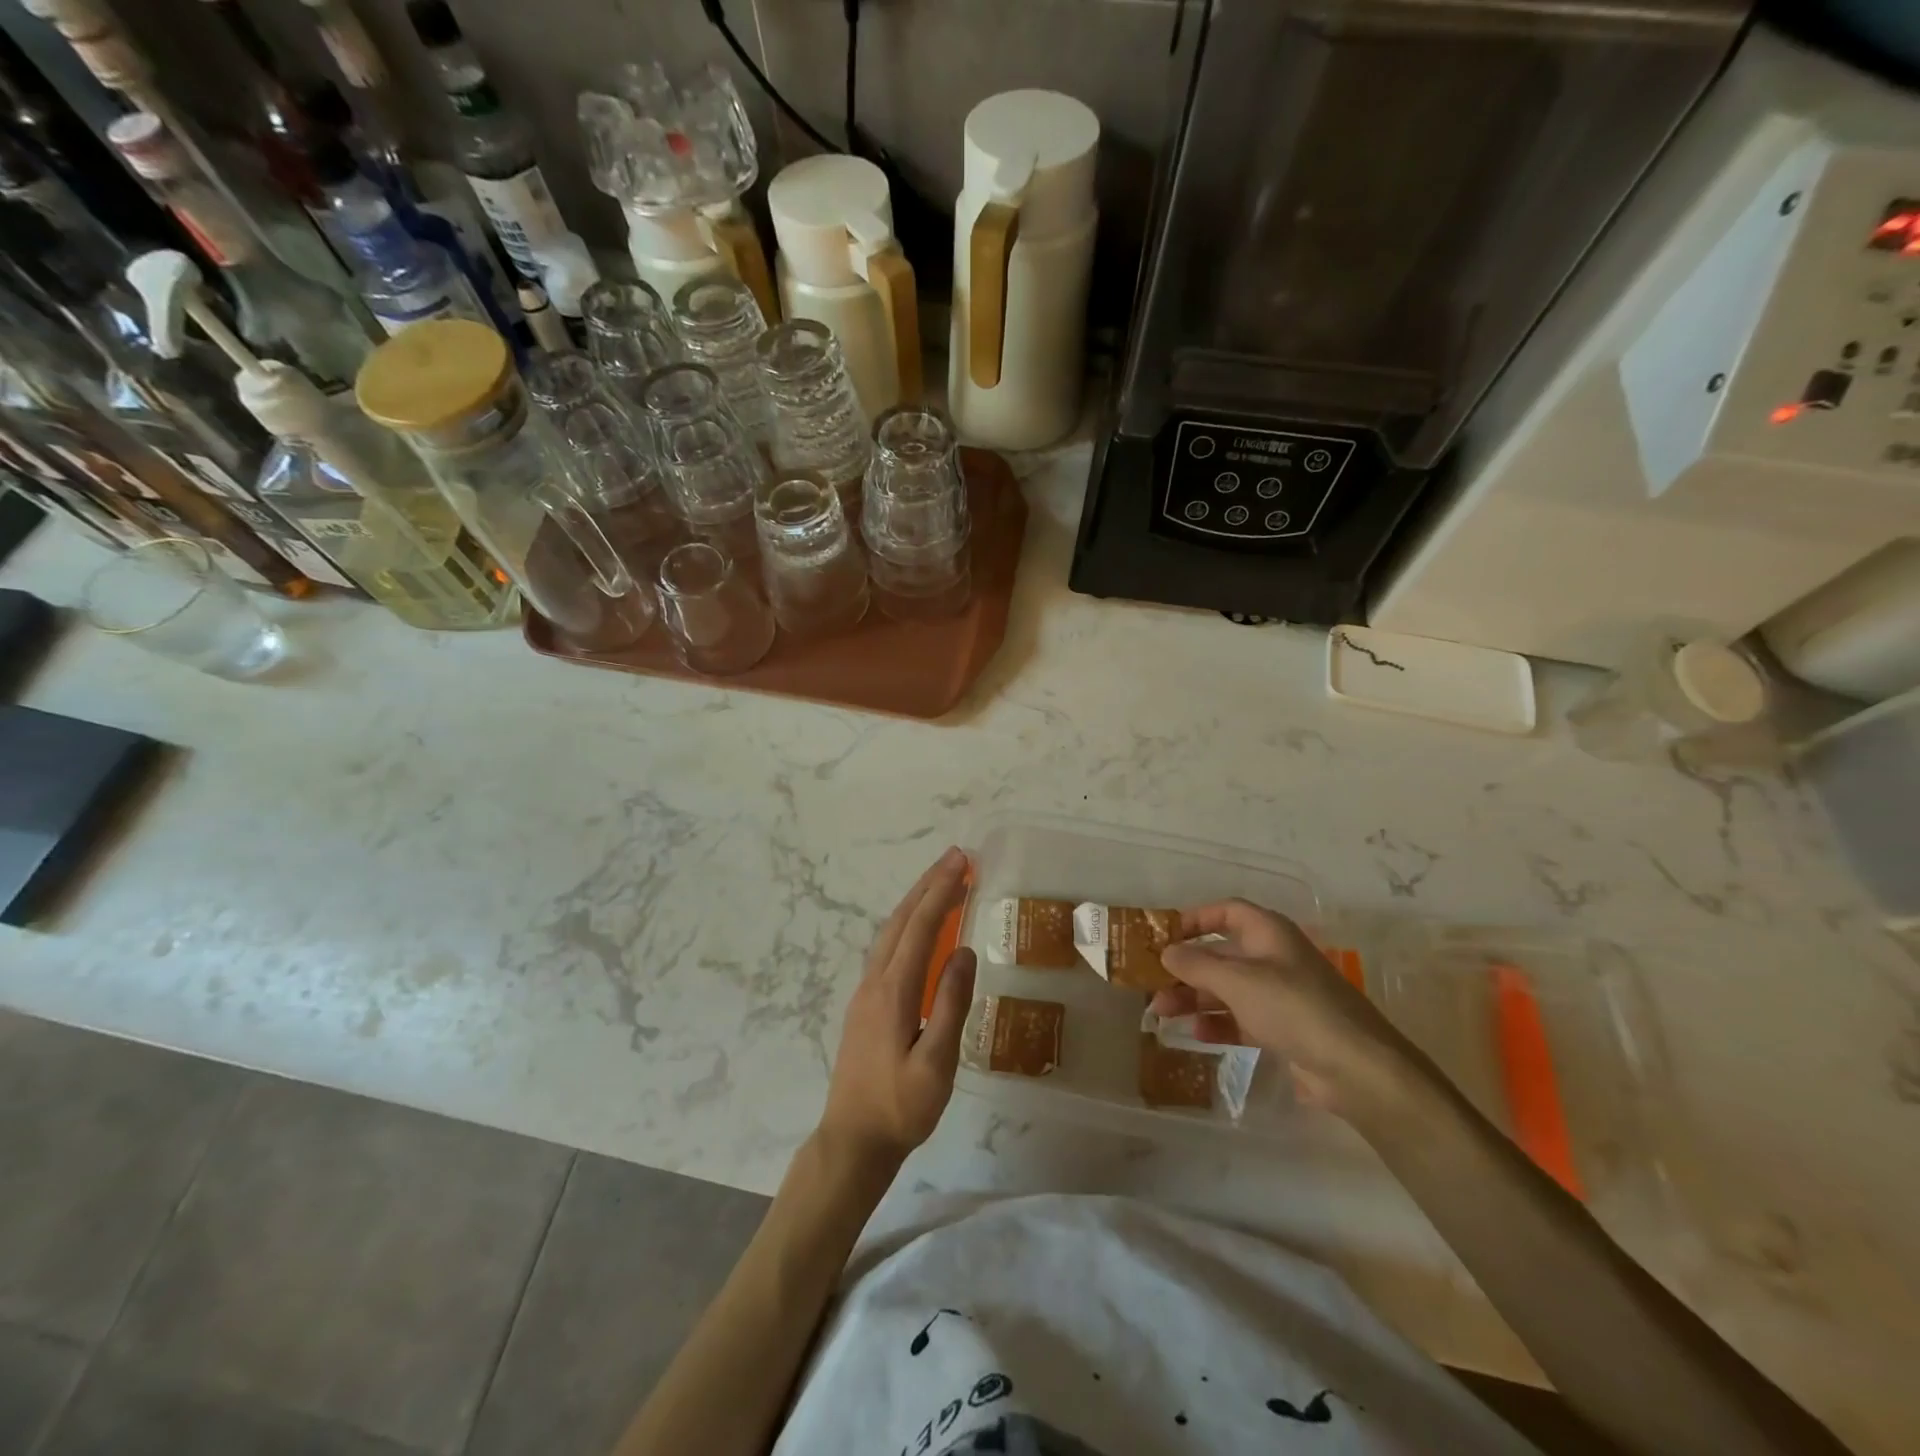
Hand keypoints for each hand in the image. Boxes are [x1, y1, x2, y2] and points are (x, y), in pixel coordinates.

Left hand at [819, 847, 976, 1168]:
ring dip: (916, 902)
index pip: (920, 928)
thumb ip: (951, 1005)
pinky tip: (920, 930)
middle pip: (901, 921)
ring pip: (890, 932)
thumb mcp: (936, 1063)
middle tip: (956, 858)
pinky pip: (887, 949)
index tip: (961, 861)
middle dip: (928, 885)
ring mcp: (865, 993)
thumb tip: (966, 952)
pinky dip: (907, 925)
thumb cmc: (900, 1108)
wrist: (852, 1141)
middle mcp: (874, 982)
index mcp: (893, 991)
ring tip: (942, 882)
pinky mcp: (865, 1005)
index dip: (941, 891)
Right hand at [1153, 899, 1416, 1117]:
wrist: (1356, 1069)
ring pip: (1226, 989)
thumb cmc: (1293, 1008)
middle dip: (1185, 968)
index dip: (1194, 919)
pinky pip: (1240, 1018)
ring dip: (1193, 998)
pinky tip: (1195, 1034)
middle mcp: (1273, 958)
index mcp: (1268, 934)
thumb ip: (1196, 964)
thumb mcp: (1238, 981)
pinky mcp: (1283, 1029)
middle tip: (1152, 982)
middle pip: (1220, 954)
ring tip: (1161, 1013)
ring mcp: (1279, 995)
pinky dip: (1217, 1023)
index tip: (1163, 934)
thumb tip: (1166, 952)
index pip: (1226, 912)